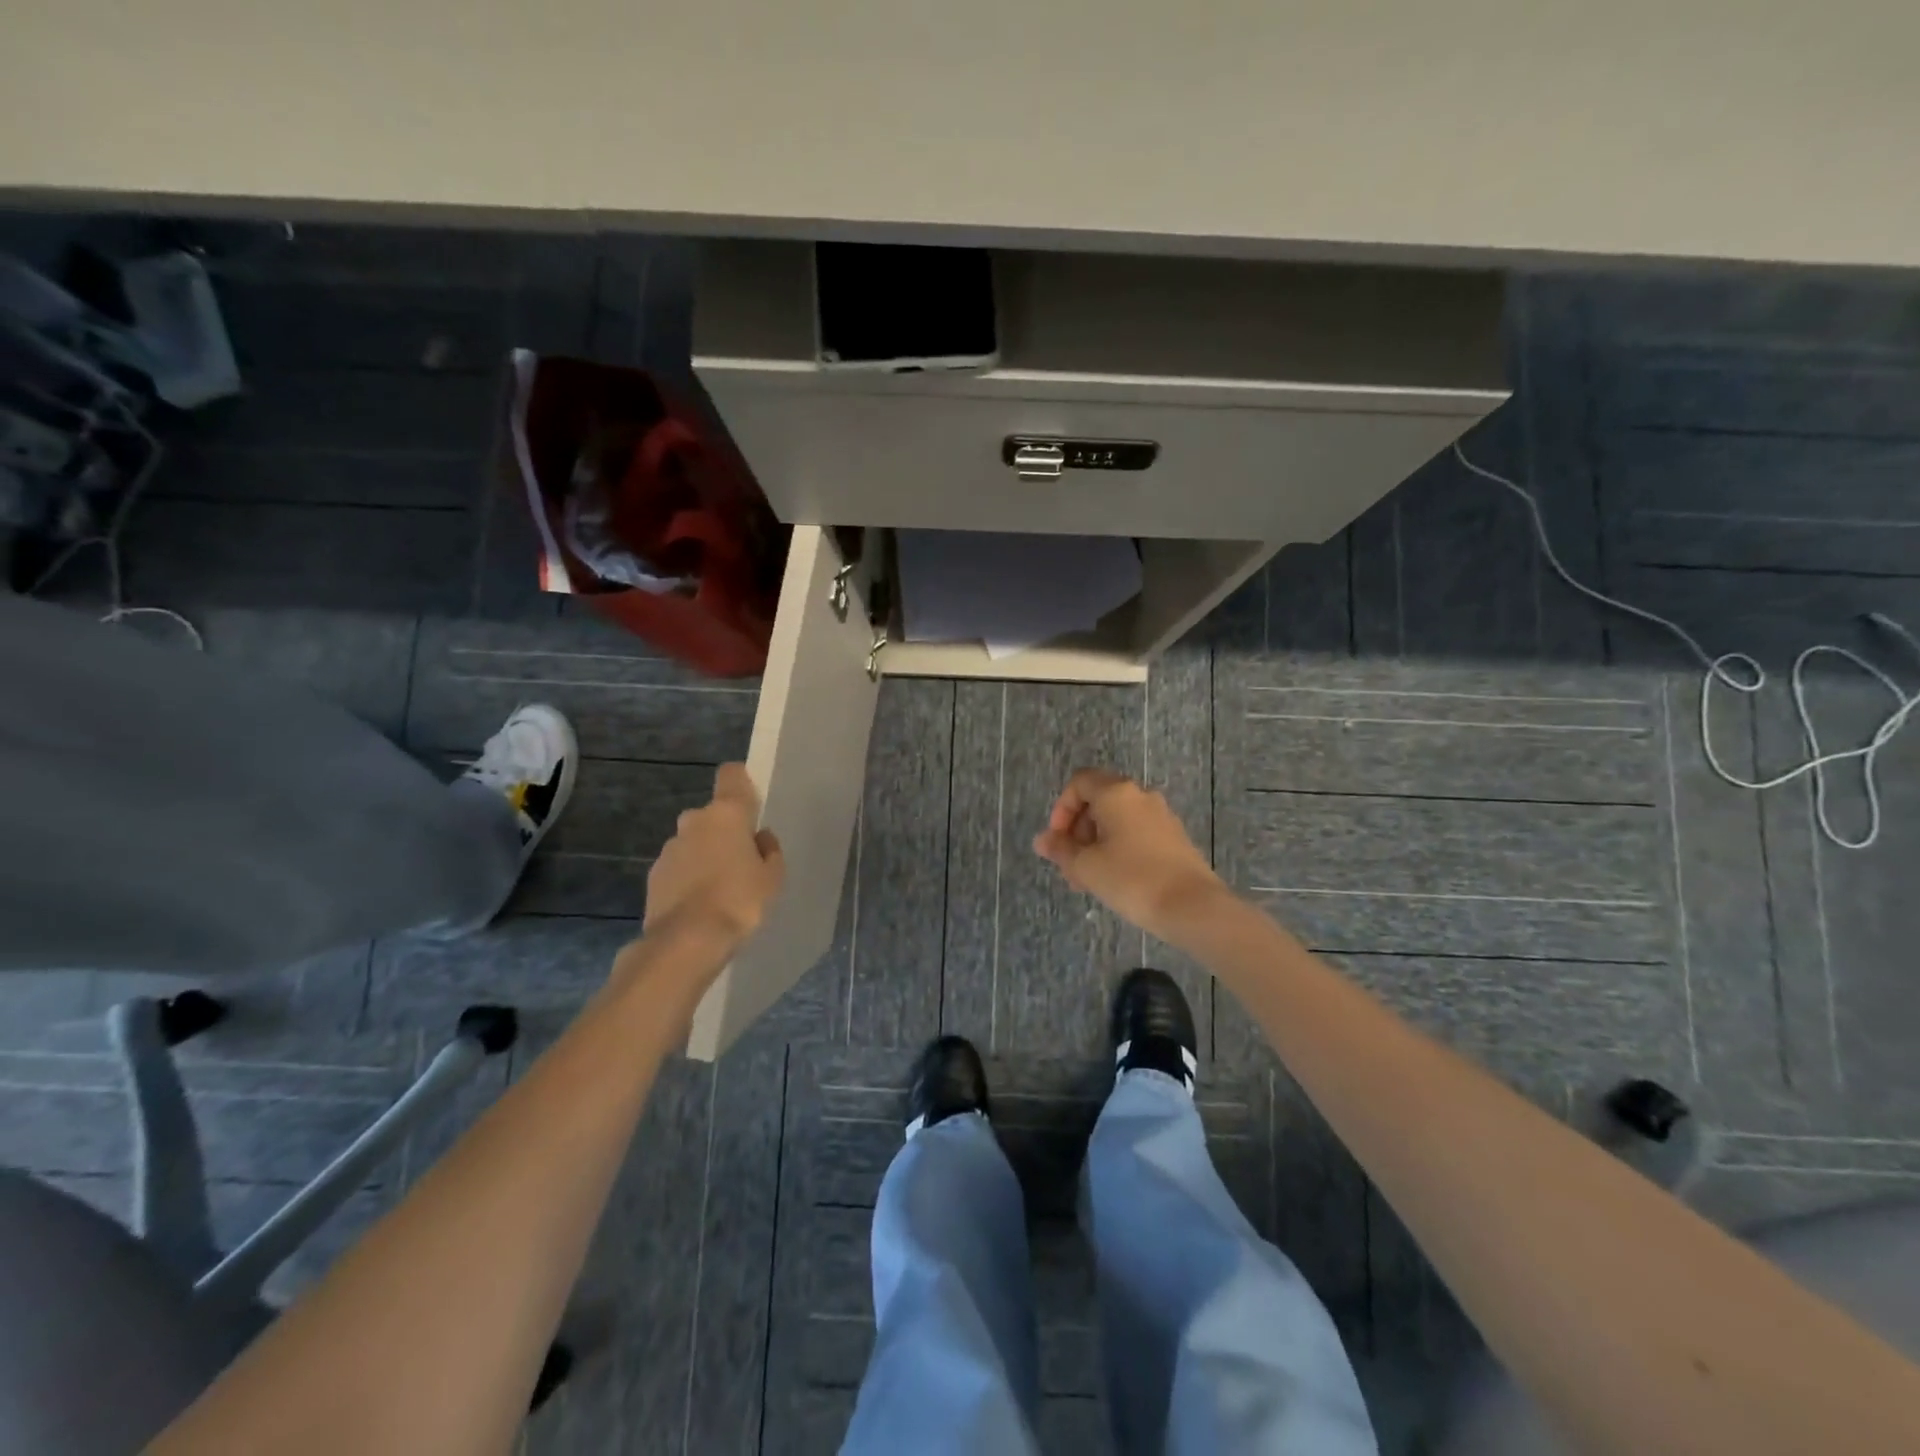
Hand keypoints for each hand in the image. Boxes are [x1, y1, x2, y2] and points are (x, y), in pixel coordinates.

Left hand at [644, 763, 785, 947]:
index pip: (731, 775)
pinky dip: (690, 877)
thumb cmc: (740, 900)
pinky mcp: (654, 875)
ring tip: (722, 889)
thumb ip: (769, 851)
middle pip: (713, 814)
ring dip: (706, 855)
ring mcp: (670, 847)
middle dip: (726, 831)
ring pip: (694, 841)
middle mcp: (694, 820)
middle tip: (743, 861)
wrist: (687, 941)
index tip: (752, 804)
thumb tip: (759, 838)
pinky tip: (702, 904)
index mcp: (726, 813)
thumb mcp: (772, 877)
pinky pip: (680, 867)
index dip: (741, 783)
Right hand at [1032, 768, 1228, 941]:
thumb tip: (1042, 840)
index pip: (1079, 782)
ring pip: (1118, 820)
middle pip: (1098, 800)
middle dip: (1077, 830)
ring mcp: (1161, 816)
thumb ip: (1060, 850)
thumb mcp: (1086, 866)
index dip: (1061, 808)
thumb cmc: (1131, 879)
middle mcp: (1140, 796)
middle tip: (1070, 864)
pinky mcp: (1174, 838)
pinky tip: (1115, 880)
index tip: (1058, 841)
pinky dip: (1119, 848)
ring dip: (1096, 843)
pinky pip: (1137, 833)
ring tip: (1089, 879)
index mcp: (1116, 793)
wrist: (1192, 907)